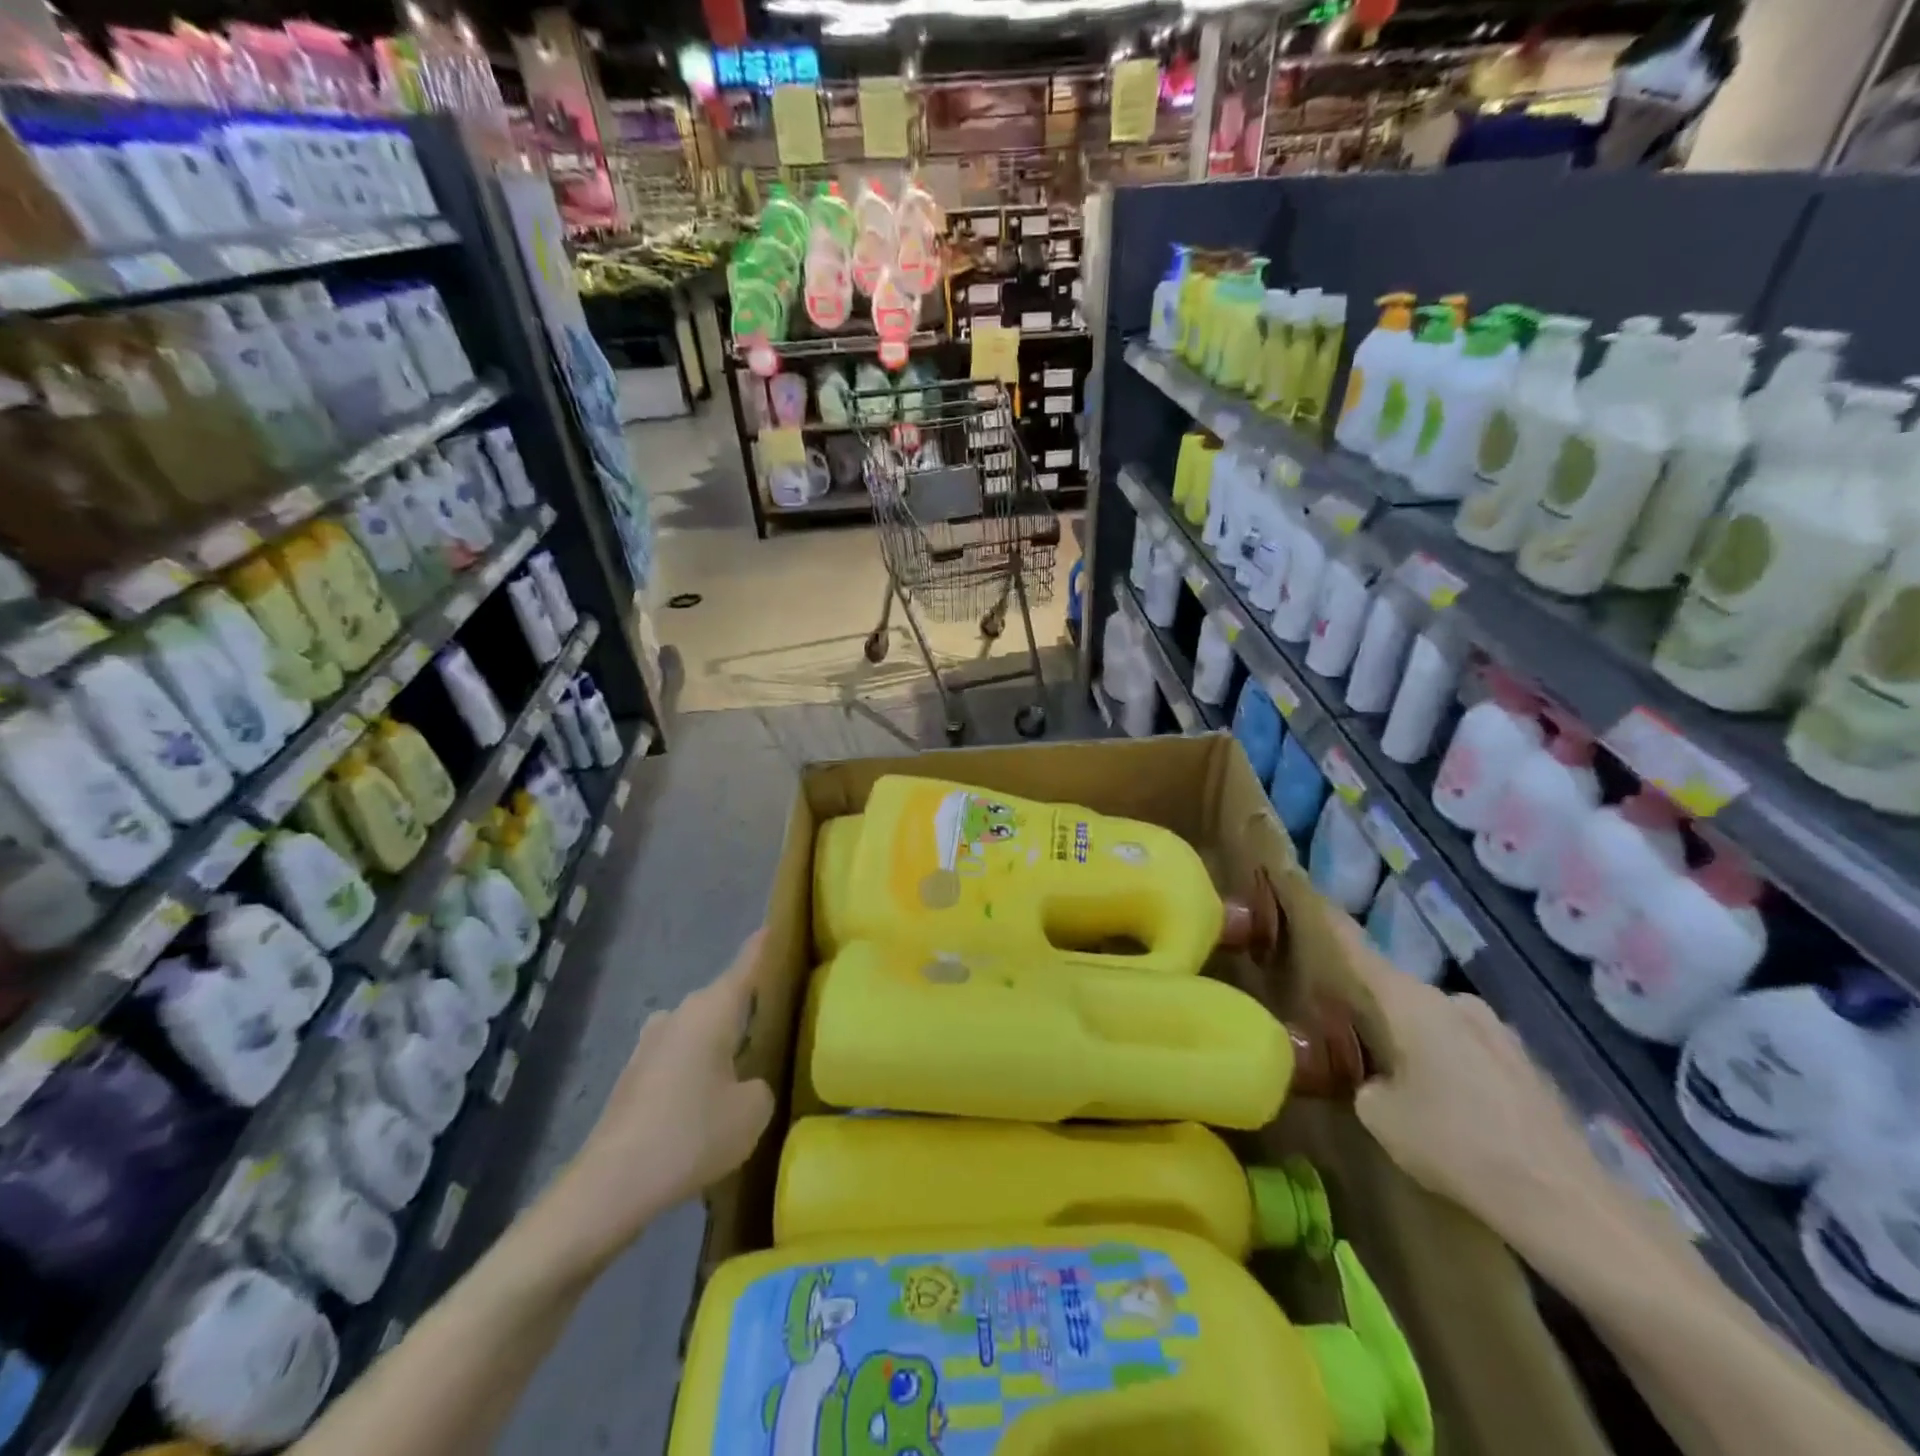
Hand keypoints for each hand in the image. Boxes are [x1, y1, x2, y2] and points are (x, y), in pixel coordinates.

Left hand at [545, 932, 774, 1273]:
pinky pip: (680, 1058)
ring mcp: (651, 1043)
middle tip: (780, 1021)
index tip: (779, 925)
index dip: (766, 945)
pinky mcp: (634, 1075)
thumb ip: (762, 1085)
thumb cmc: (691, 1134)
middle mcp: (680, 1013)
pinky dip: (698, 1070)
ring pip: (700, 1030)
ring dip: (721, 1043)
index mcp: (712, 1008)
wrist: (610, 1186)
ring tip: (746, 1071)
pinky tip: (707, 1105)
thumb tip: (747, 1083)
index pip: (748, 963)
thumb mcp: (753, 1111)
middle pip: (724, 999)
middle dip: (749, 1007)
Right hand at [1330, 912, 1616, 1255]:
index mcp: (1412, 1003)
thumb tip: (1376, 1080)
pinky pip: (1470, 1051)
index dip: (1334, 927)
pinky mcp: (1527, 1065)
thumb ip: (1364, 1083)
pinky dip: (1453, 1068)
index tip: (1313, 897)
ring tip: (1407, 1086)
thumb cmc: (1455, 1144)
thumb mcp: (1381, 1116)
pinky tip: (1456, 1112)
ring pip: (1438, 1025)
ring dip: (1418, 1043)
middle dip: (1377, 1012)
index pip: (1360, 952)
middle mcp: (1455, 1002)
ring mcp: (1498, 1032)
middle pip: (1400, 994)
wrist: (1565, 1202)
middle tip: (1353, 1040)